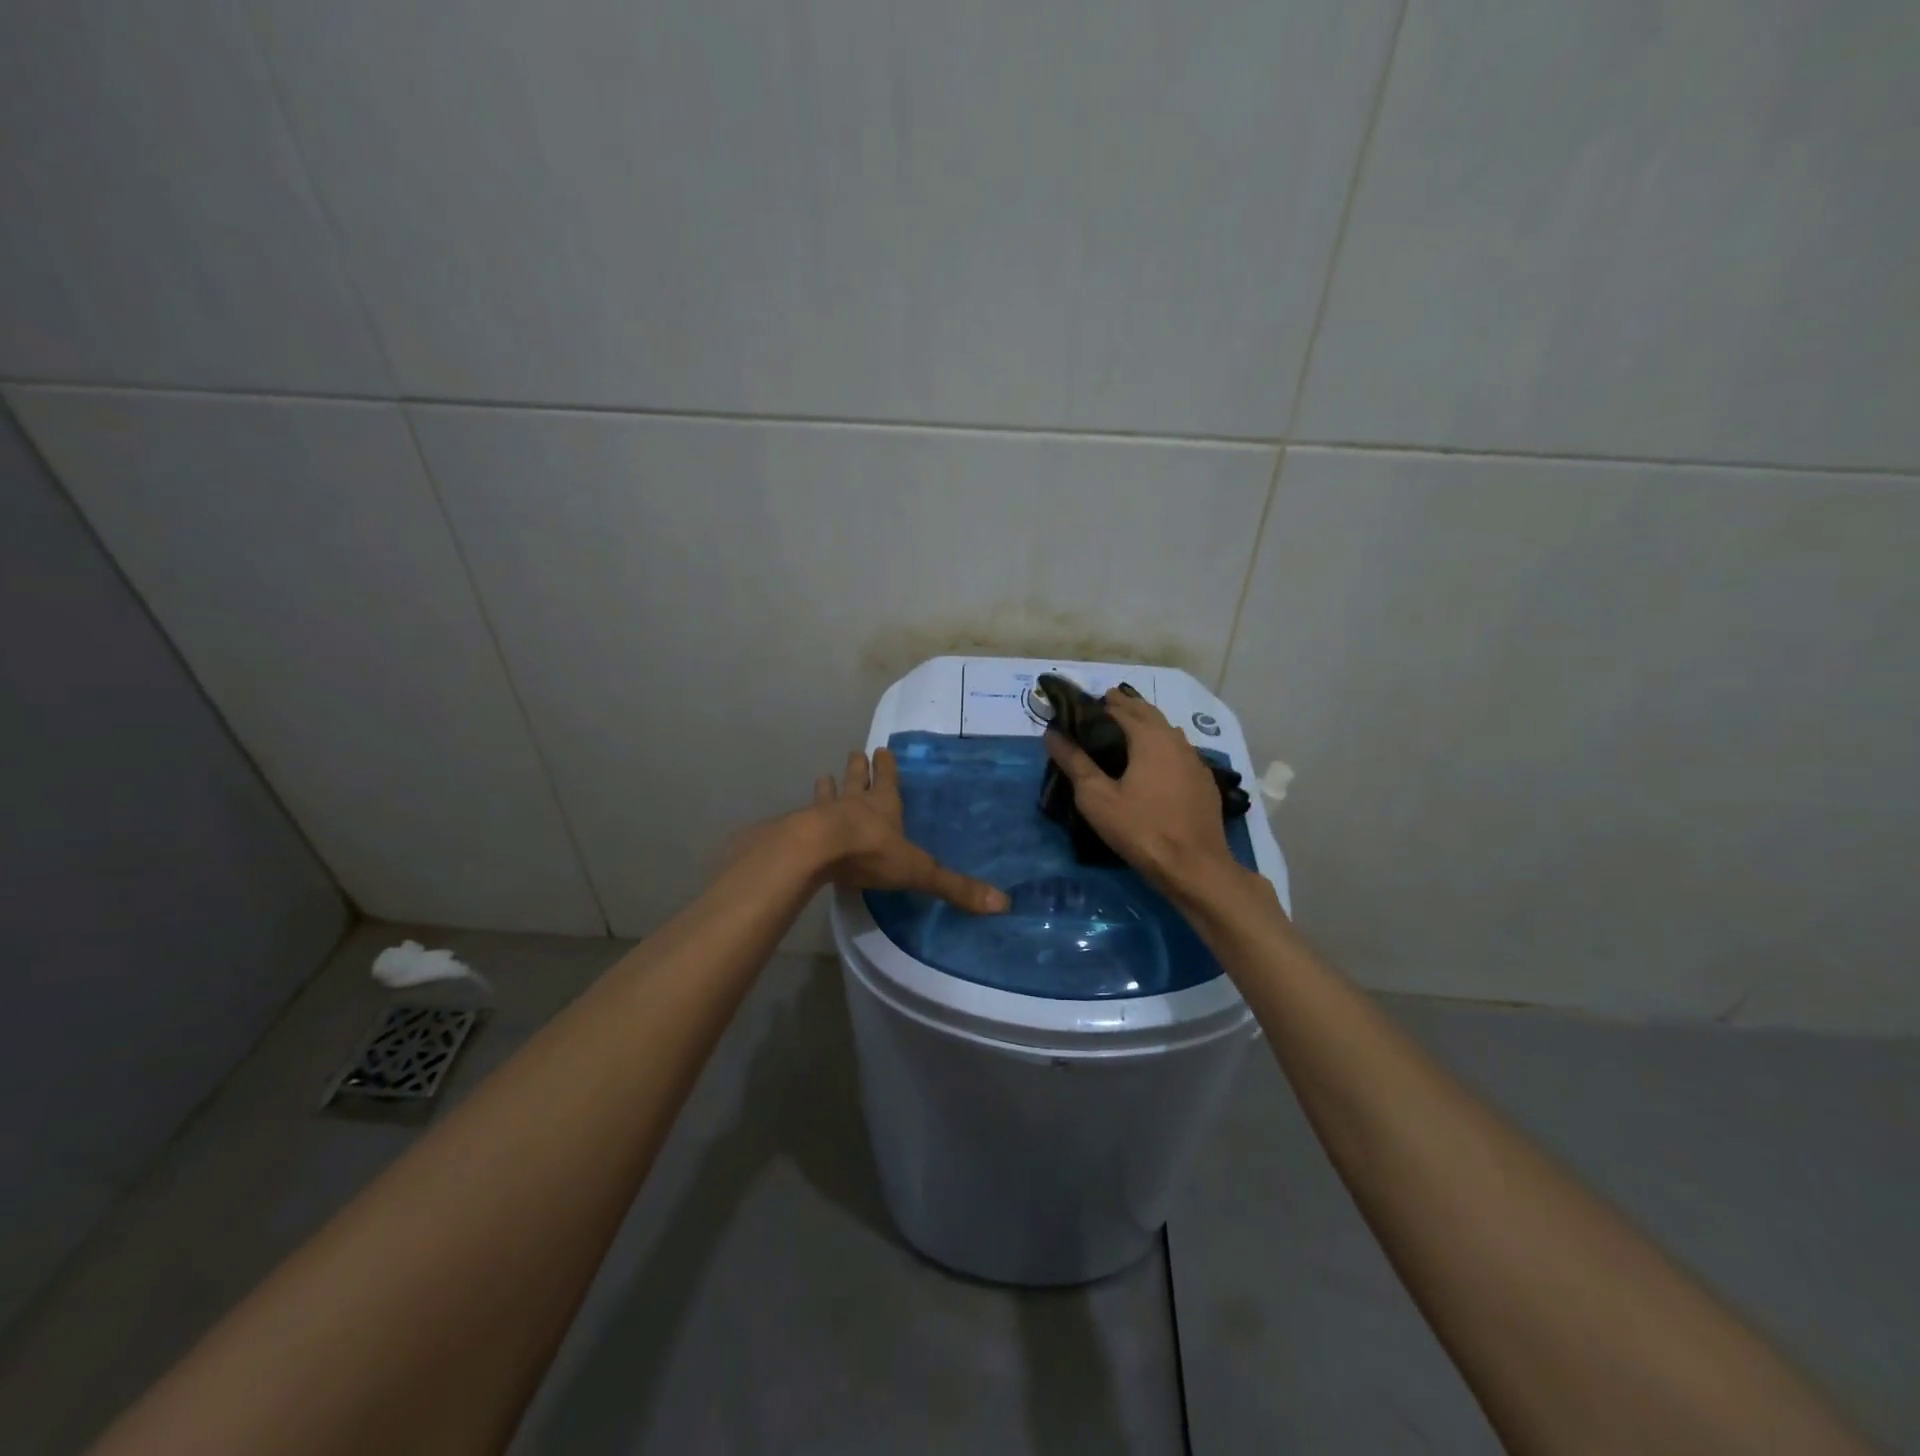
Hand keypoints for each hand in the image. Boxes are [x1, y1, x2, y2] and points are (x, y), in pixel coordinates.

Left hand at [809, 748, 1008, 913]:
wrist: (817, 851)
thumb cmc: (871, 853)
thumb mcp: (918, 871)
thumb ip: (954, 887)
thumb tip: (1002, 903)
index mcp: (884, 806)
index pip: (888, 780)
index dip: (887, 767)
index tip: (882, 750)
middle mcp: (854, 803)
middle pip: (857, 779)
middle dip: (859, 767)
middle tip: (857, 753)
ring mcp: (824, 813)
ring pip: (828, 793)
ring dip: (828, 786)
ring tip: (824, 776)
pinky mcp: (801, 829)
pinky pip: (803, 817)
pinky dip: (802, 815)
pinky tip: (796, 816)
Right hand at [1044, 689, 1242, 897]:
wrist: (1195, 867)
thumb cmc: (1141, 829)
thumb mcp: (1097, 798)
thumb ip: (1074, 762)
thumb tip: (1052, 734)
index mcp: (1149, 737)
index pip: (1119, 708)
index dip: (1097, 706)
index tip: (1078, 708)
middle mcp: (1175, 740)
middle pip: (1147, 713)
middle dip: (1124, 707)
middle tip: (1101, 709)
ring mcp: (1195, 760)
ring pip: (1166, 731)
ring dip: (1146, 724)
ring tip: (1125, 730)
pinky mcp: (1204, 781)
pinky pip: (1179, 751)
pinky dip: (1162, 746)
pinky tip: (1155, 762)